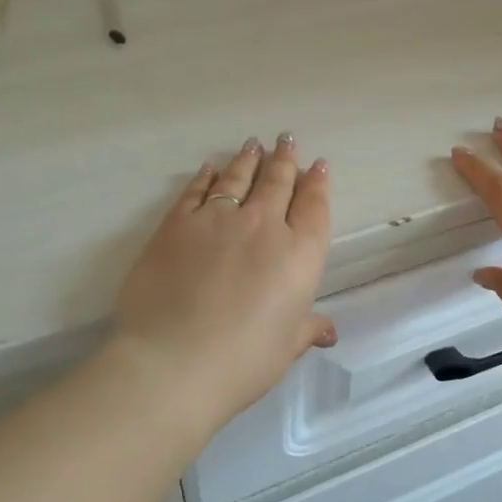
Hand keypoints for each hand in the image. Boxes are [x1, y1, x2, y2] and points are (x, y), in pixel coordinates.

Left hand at [109, 134, 335, 426]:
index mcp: (300, 254)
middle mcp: (264, 226)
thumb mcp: (285, 348)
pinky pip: (196, 190)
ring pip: (239, 178)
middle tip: (287, 139)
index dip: (317, 183)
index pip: (314, 207)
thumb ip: (306, 329)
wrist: (173, 362)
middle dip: (285, 158)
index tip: (318, 165)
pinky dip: (206, 176)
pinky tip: (210, 168)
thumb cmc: (243, 362)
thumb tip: (328, 331)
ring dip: (249, 159)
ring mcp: (218, 219)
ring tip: (254, 145)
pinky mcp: (177, 224)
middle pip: (278, 182)